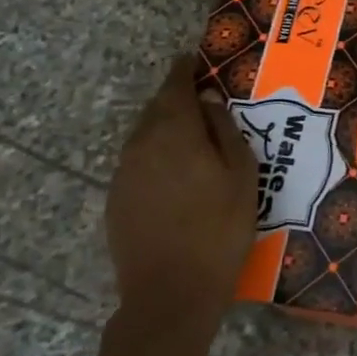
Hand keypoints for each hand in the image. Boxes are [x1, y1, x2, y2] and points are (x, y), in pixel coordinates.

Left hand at [104, 55, 258, 325]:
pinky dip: (157, 156)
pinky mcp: (116, 199)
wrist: (170, 294)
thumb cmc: (218, 228)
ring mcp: (123, 173)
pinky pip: (139, 162)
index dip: (185, 70)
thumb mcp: (240, 173)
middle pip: (157, 108)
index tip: (196, 61)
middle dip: (177, 99)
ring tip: (196, 138)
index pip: (174, 85)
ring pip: (145, 136)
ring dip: (167, 129)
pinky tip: (178, 175)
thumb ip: (223, 129)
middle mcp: (140, 144)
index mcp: (173, 131)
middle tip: (205, 101)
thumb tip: (207, 99)